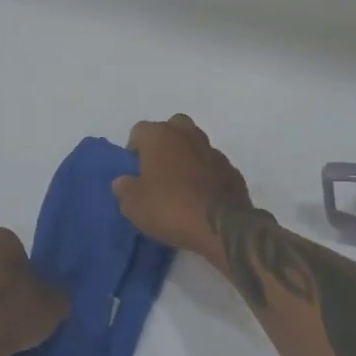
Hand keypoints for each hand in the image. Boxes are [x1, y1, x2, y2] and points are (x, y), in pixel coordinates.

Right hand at [114, 115, 252, 260]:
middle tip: (157, 171)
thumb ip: (124, 188)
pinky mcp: (231, 169)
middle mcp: (187, 134)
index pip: (139, 131)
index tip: (134, 172)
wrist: (221, 226)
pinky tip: (200, 196)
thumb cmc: (170, 208)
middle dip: (163, 145)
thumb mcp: (132, 205)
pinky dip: (205, 175)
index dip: (134, 150)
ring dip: (186, 158)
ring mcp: (213, 150)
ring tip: (180, 185)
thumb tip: (124, 181)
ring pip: (194, 145)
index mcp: (160, 135)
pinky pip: (211, 165)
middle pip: (171, 129)